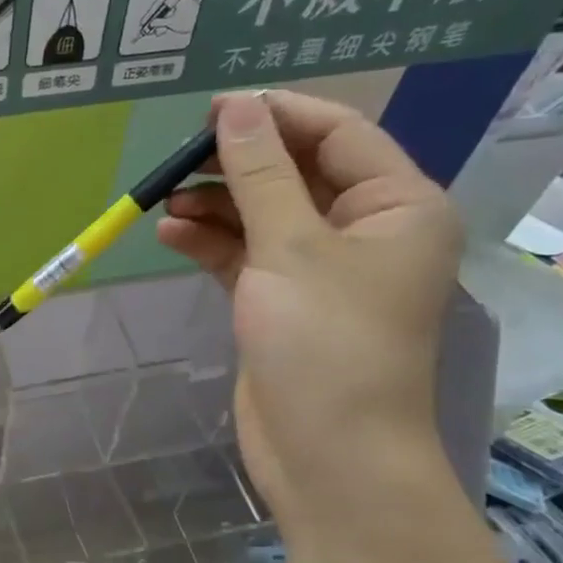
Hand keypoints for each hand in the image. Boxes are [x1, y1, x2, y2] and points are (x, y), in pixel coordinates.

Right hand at [157, 91, 460, 529]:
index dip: (276, 115)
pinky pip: (248, 256)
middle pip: (298, 174)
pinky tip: (171, 233)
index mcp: (398, 206)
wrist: (328, 455)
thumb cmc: (325, 343)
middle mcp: (366, 231)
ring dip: (218, 204)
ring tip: (164, 198)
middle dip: (239, 163)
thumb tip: (234, 107)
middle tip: (180, 156)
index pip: (338, 135)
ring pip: (266, 216)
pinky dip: (212, 243)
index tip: (213, 109)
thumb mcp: (290, 249)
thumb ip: (260, 175)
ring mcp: (323, 271)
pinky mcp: (285, 304)